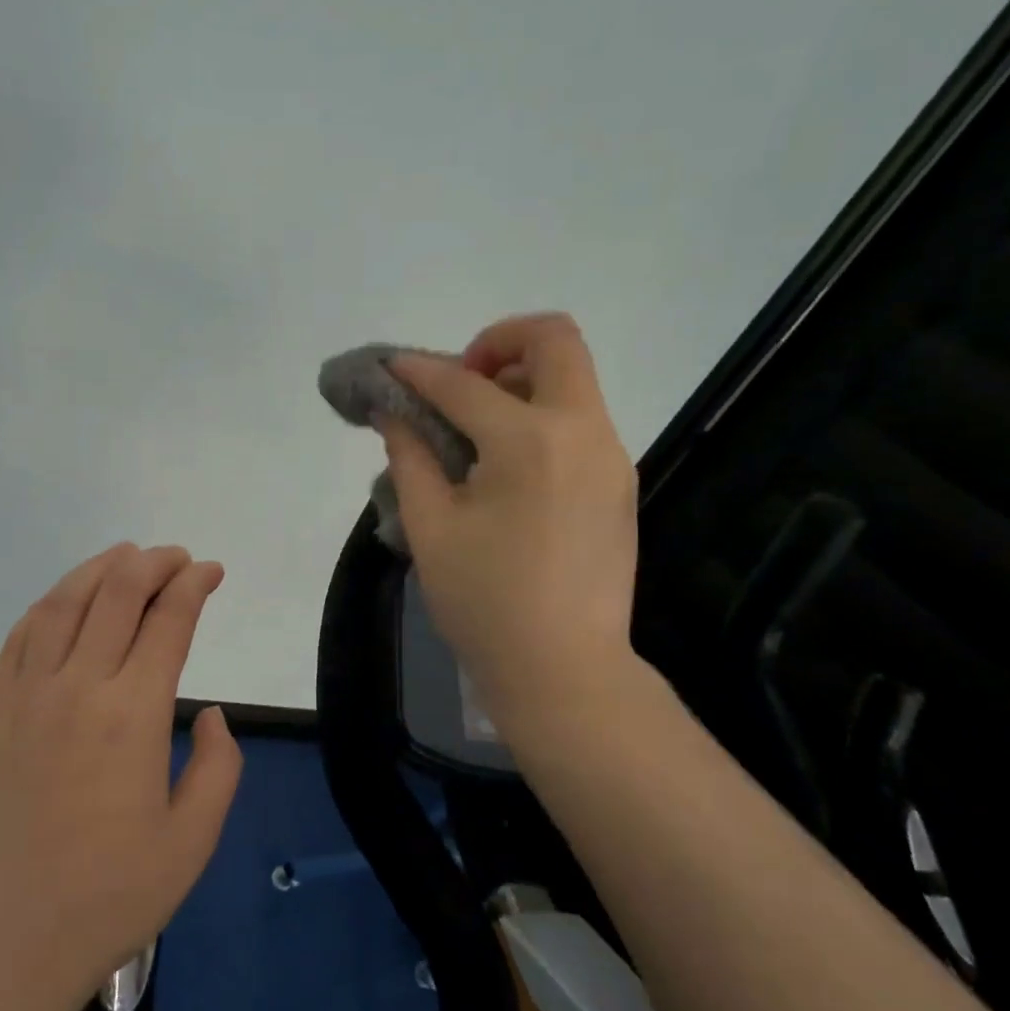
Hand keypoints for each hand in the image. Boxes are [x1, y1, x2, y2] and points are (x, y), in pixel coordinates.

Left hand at [0, 544, 240, 1010]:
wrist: (0, 946)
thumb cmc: (108, 898)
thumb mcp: (192, 841)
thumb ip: (219, 766)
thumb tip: (212, 715)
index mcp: (133, 715)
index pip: (168, 620)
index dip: (194, 585)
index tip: (211, 571)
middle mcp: (76, 687)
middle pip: (116, 594)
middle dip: (153, 563)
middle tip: (176, 558)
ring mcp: (23, 695)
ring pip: (63, 603)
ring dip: (99, 569)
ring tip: (126, 557)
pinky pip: (20, 636)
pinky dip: (50, 604)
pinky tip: (67, 600)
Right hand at [381, 313, 639, 742]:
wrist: (565, 671)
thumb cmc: (485, 602)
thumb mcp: (430, 527)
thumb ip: (409, 456)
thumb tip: (393, 413)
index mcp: (530, 442)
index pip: (464, 384)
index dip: (419, 371)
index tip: (390, 367)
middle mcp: (583, 431)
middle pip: (555, 339)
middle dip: (499, 341)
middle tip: (460, 381)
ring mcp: (610, 455)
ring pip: (573, 377)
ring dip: (521, 377)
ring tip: (476, 423)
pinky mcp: (619, 481)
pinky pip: (579, 418)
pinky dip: (539, 413)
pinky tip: (505, 461)